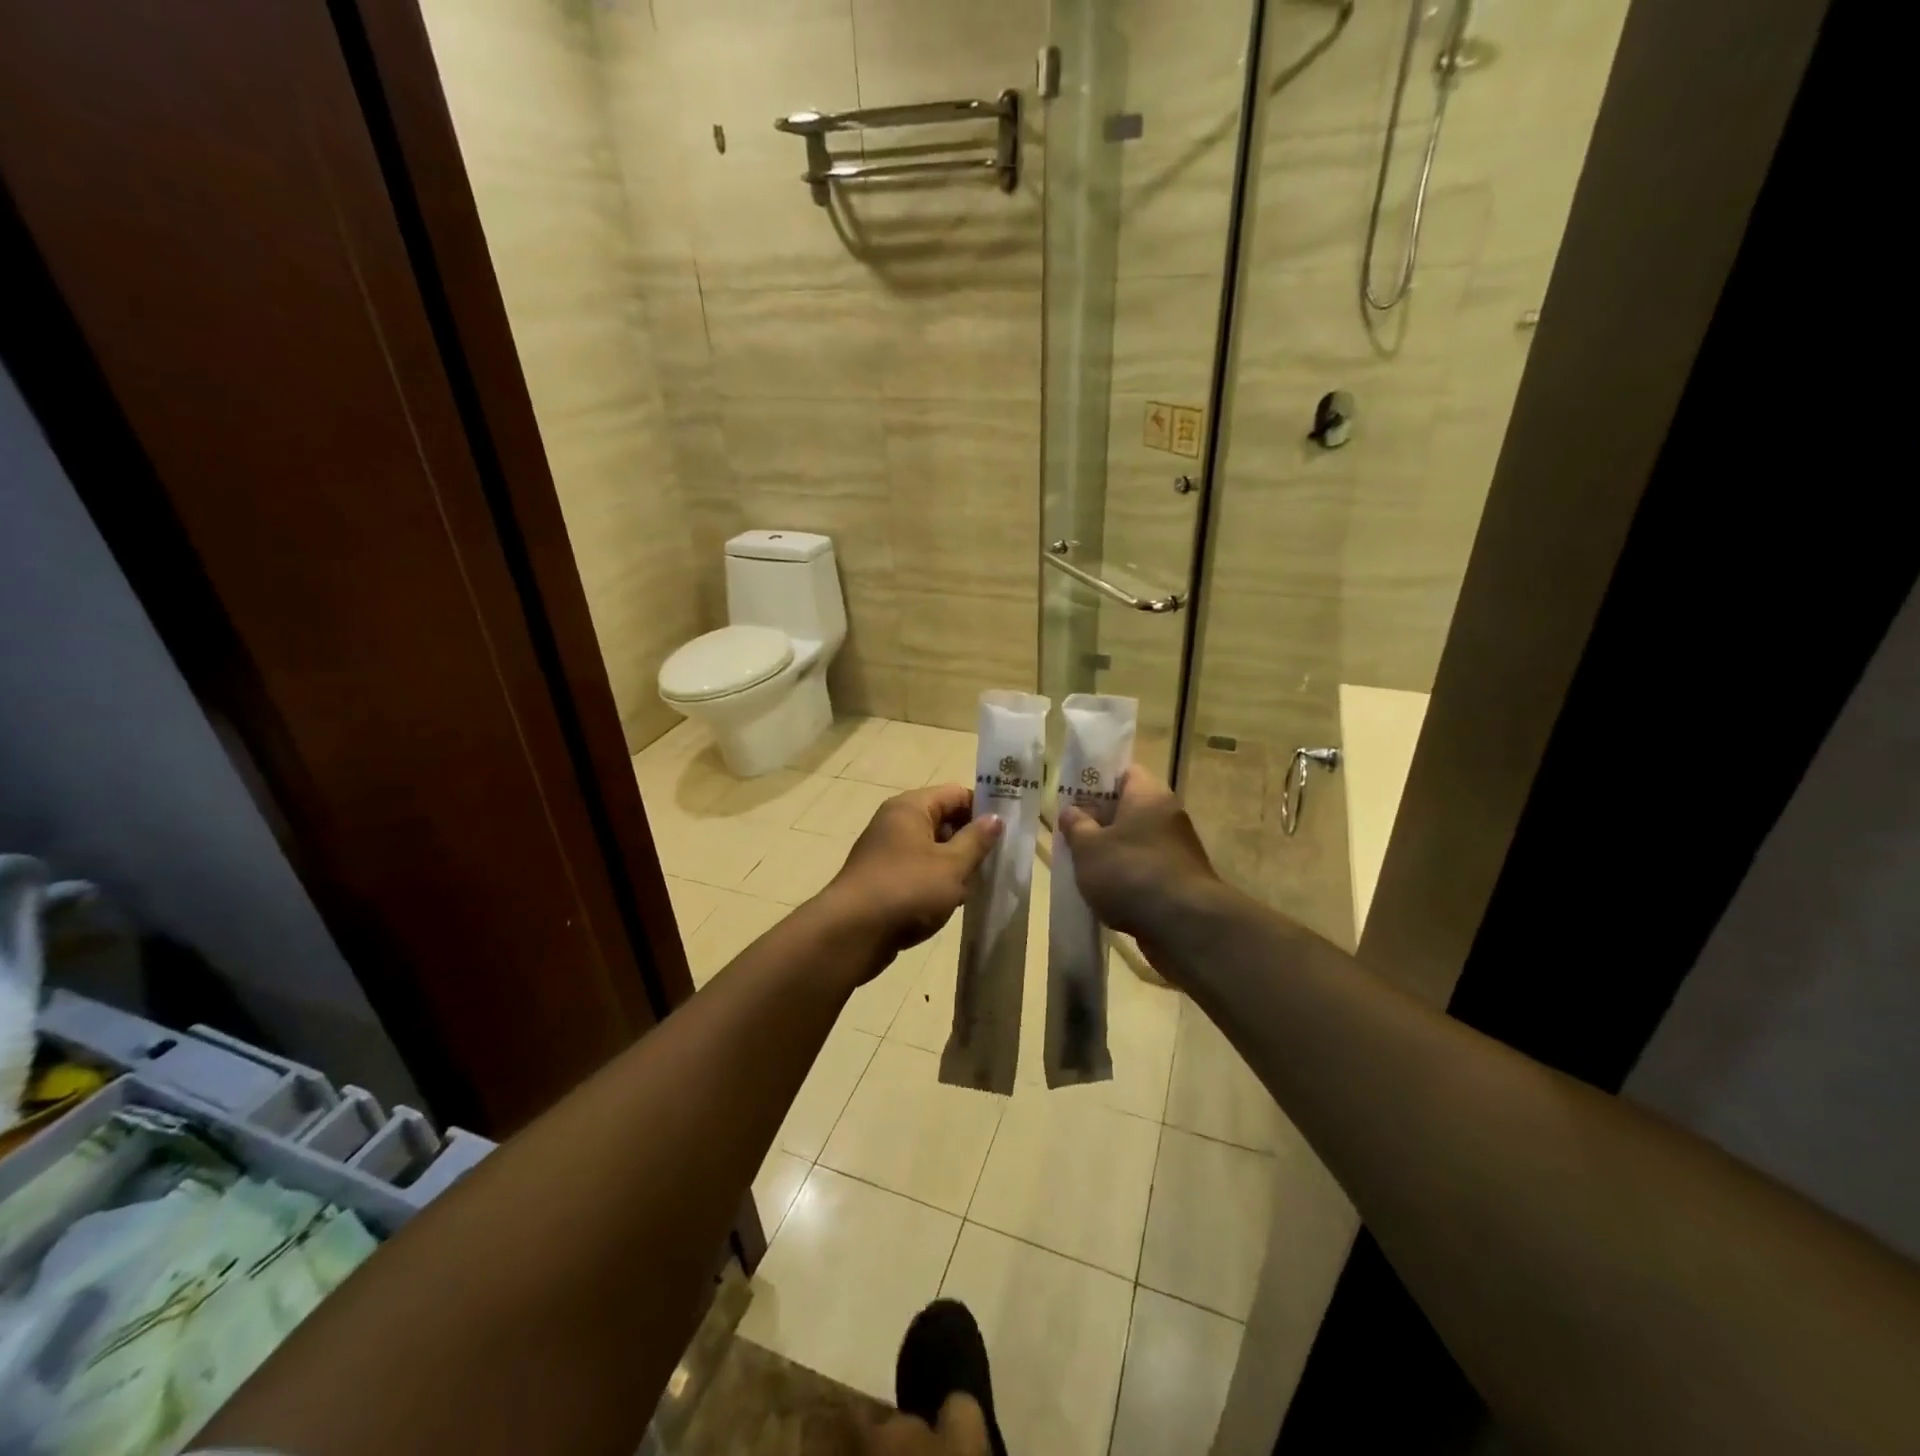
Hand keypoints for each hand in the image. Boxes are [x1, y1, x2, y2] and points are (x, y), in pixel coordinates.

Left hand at [821, 784, 1001, 969]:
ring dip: (956, 864)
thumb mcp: (952, 865)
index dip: (983, 809)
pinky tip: (956, 902)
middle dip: (971, 839)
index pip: (956, 794)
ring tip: (983, 884)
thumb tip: (995, 818)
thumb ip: (976, 840)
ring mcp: (887, 852)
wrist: (851, 934)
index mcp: (911, 808)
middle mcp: (896, 823)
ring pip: (932, 849)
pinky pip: (919, 871)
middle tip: (999, 861)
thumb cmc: (907, 890)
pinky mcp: (883, 880)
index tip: (1008, 831)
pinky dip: (938, 882)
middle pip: (943, 820)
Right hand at [1058, 766, 1221, 957]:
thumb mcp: (1089, 847)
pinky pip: (1146, 869)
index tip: (1074, 797)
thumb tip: (1071, 811)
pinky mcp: (1180, 881)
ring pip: (1136, 842)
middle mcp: (1168, 816)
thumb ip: (1076, 826)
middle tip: (1071, 833)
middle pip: (1129, 809)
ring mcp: (1178, 850)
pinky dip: (1127, 877)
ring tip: (1082, 866)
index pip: (1125, 773)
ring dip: (1112, 852)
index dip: (1098, 781)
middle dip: (1100, 821)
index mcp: (1149, 796)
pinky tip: (1105, 894)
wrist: (1184, 926)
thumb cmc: (1131, 873)